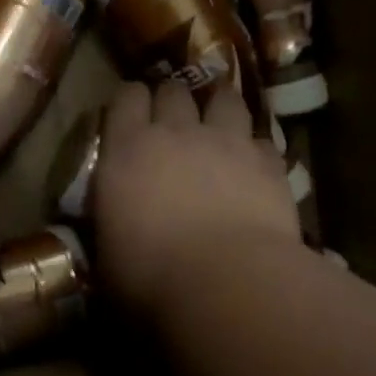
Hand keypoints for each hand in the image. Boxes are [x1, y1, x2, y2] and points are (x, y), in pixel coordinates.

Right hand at [94, 79, 302, 317]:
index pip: (126, 98)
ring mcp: (226, 141)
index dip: (129, 101)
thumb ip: (110, 222)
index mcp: (127, 149)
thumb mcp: (106, 252)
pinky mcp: (268, 162)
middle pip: (174, 90)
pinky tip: (253, 167)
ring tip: (218, 124)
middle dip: (172, 100)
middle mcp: (176, 132)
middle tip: (172, 122)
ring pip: (225, 98)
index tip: (129, 114)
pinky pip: (261, 140)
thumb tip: (113, 222)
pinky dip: (255, 149)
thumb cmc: (149, 276)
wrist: (227, 284)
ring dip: (218, 106)